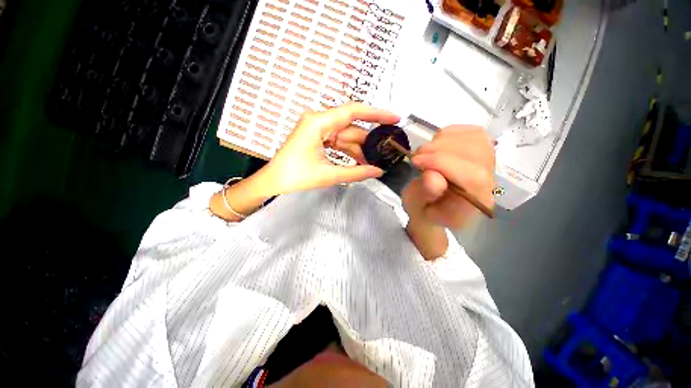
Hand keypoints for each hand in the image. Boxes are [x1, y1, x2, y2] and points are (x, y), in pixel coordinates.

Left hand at [260, 103, 399, 194]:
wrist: (274, 181)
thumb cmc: (295, 176)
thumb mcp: (328, 175)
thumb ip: (356, 172)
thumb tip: (378, 171)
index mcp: (318, 123)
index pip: (352, 111)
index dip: (376, 113)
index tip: (394, 119)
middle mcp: (318, 121)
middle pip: (351, 127)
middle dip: (368, 141)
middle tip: (386, 151)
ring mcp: (318, 129)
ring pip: (346, 137)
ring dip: (359, 150)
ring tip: (374, 163)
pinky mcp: (318, 138)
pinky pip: (339, 142)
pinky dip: (349, 152)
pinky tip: (360, 162)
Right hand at [402, 126, 495, 228]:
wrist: (434, 208)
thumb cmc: (423, 210)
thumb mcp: (415, 208)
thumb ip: (424, 194)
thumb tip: (432, 174)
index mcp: (473, 205)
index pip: (472, 178)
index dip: (442, 163)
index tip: (416, 161)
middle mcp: (488, 185)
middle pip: (477, 155)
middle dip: (440, 150)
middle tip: (416, 157)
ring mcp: (489, 166)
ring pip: (476, 139)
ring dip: (443, 141)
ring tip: (425, 153)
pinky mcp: (483, 151)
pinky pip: (473, 132)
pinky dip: (449, 133)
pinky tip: (436, 146)